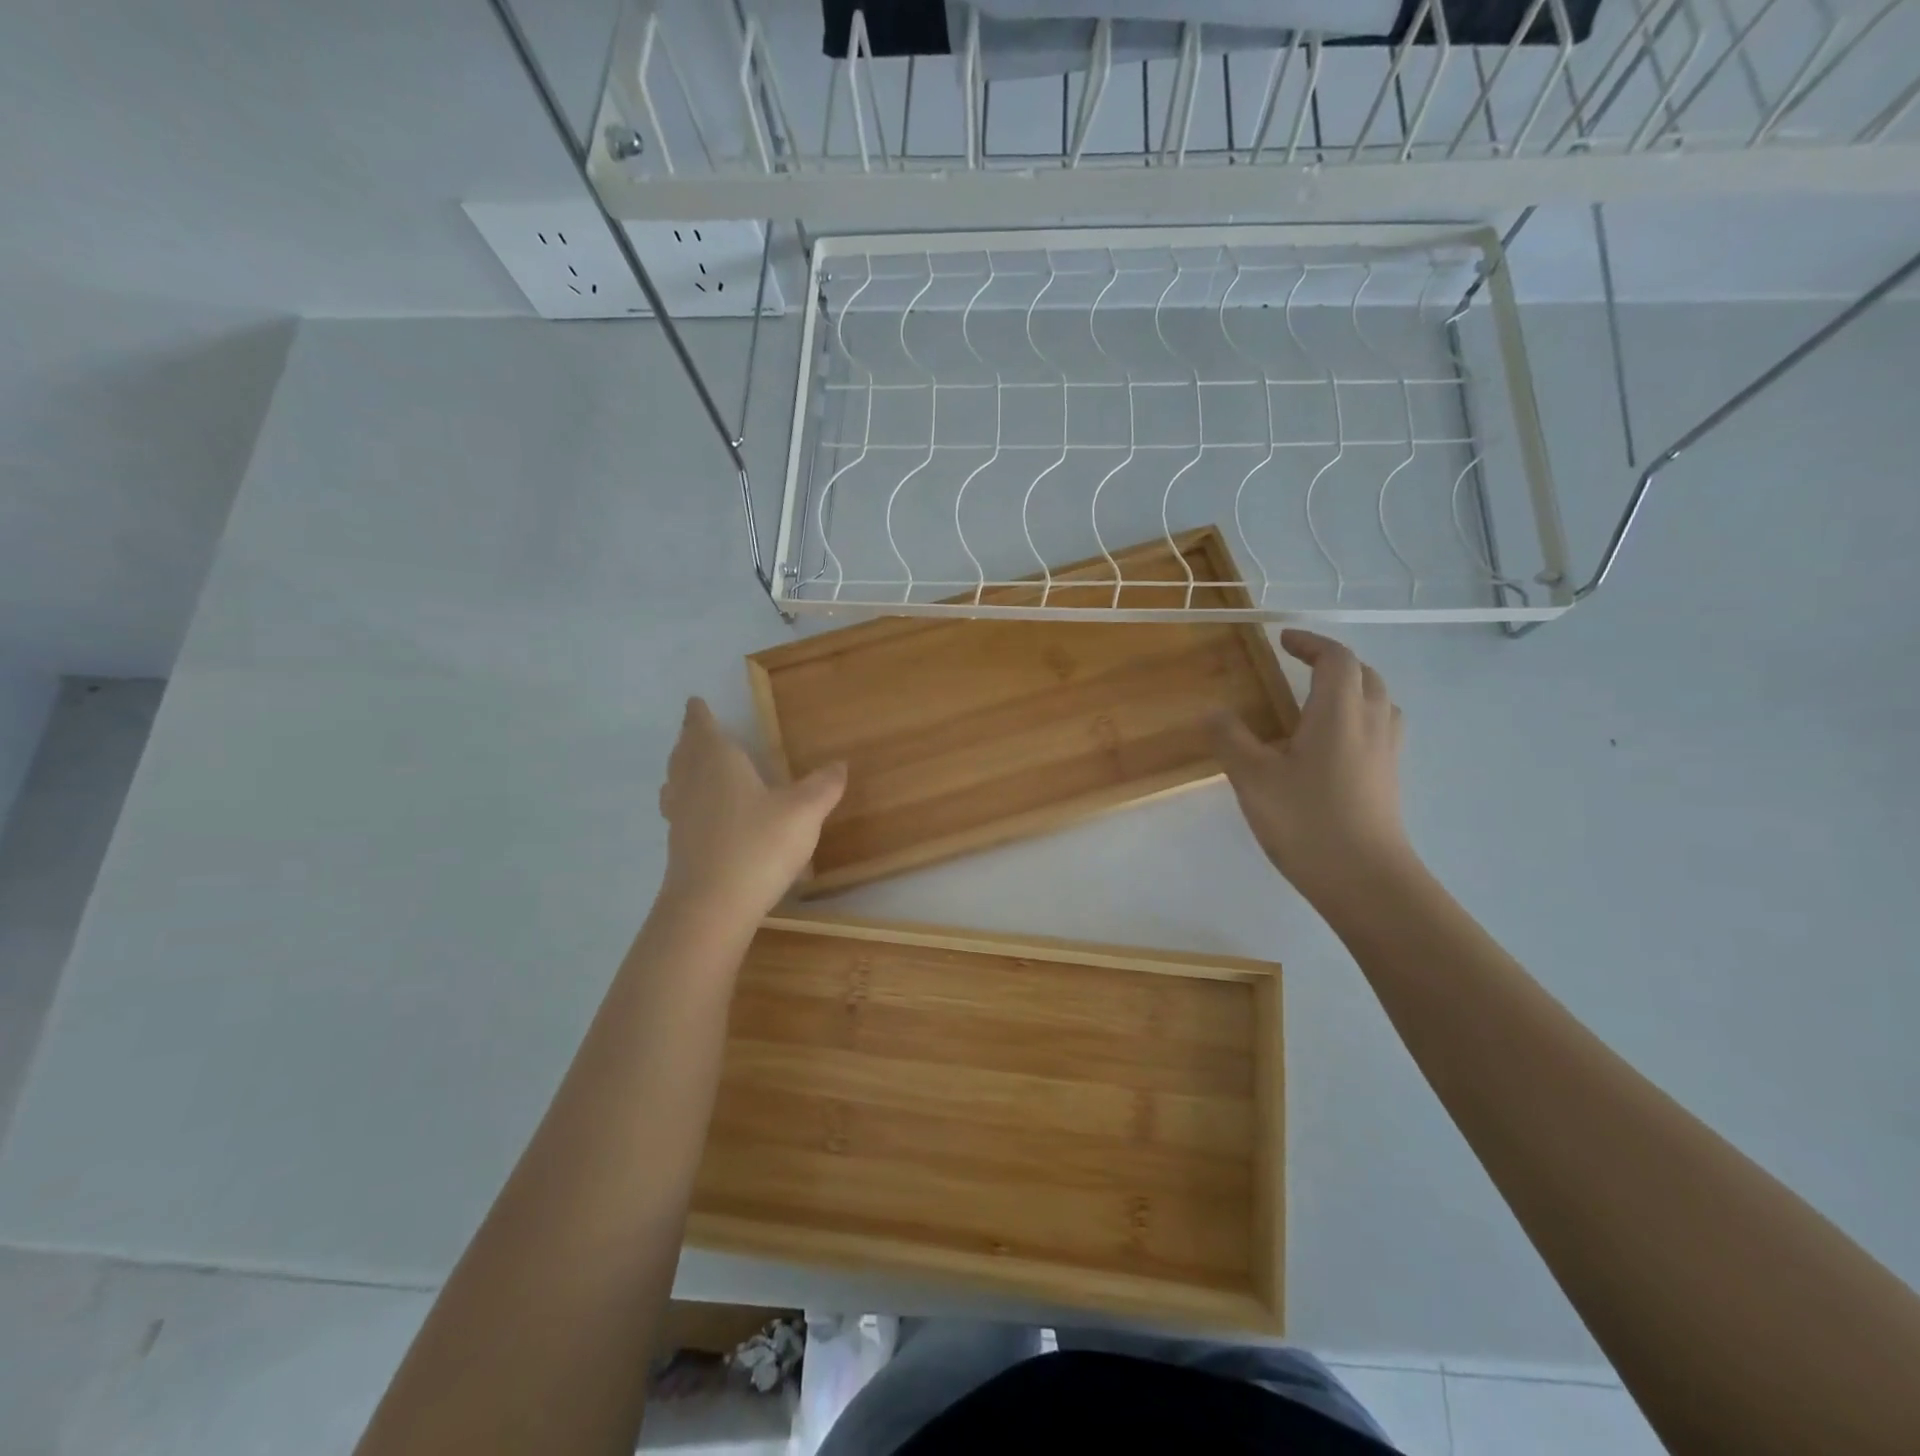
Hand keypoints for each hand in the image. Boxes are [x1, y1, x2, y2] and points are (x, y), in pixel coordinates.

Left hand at [657, 698, 846, 922]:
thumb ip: (822, 786)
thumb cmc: (758, 846)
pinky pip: (680, 810)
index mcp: (717, 762)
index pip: (703, 729)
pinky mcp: (678, 847)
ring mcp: (680, 816)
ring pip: (676, 782)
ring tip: (692, 767)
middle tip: (695, 730)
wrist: (711, 907)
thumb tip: (839, 765)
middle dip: (690, 739)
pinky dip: (686, 800)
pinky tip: (702, 815)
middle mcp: (692, 783)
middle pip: (684, 753)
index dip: (699, 715)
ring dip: (682, 769)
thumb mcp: (803, 812)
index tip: (694, 702)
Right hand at [1209, 629, 1412, 903]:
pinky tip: (1331, 746)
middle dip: (1334, 662)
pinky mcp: (1389, 779)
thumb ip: (1230, 738)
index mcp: (1339, 712)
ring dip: (1352, 689)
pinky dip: (1358, 719)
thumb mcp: (1252, 778)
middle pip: (1364, 674)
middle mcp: (1371, 723)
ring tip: (1318, 702)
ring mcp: (1386, 752)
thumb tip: (1214, 711)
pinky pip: (1379, 729)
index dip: (1310, 643)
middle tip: (1301, 667)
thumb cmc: (1306, 820)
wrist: (1364, 880)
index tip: (1283, 640)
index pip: (1336, 658)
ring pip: (1378, 702)